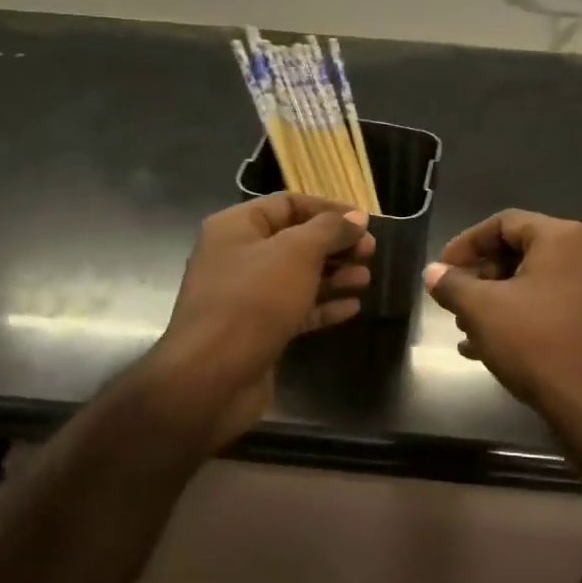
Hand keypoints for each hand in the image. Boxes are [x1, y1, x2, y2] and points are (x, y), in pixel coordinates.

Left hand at [147, 194, 374, 449]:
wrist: (211, 378)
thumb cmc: (253, 301)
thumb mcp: (296, 253)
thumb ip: (329, 230)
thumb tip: (356, 218)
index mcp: (236, 227)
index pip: (287, 204)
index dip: (328, 209)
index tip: (364, 221)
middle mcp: (237, 257)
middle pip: (294, 241)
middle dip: (334, 244)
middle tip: (370, 252)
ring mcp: (245, 297)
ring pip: (297, 277)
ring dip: (333, 275)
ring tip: (365, 279)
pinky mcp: (257, 332)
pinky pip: (295, 310)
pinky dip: (322, 306)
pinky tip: (352, 308)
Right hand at [423, 210, 581, 439]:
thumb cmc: (537, 345)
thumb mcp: (482, 311)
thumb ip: (452, 285)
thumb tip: (433, 273)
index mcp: (564, 238)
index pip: (504, 223)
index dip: (466, 243)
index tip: (442, 270)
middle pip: (522, 252)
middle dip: (481, 277)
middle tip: (454, 301)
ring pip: (537, 283)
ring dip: (498, 300)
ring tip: (467, 329)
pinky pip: (556, 307)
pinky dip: (523, 317)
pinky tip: (492, 348)